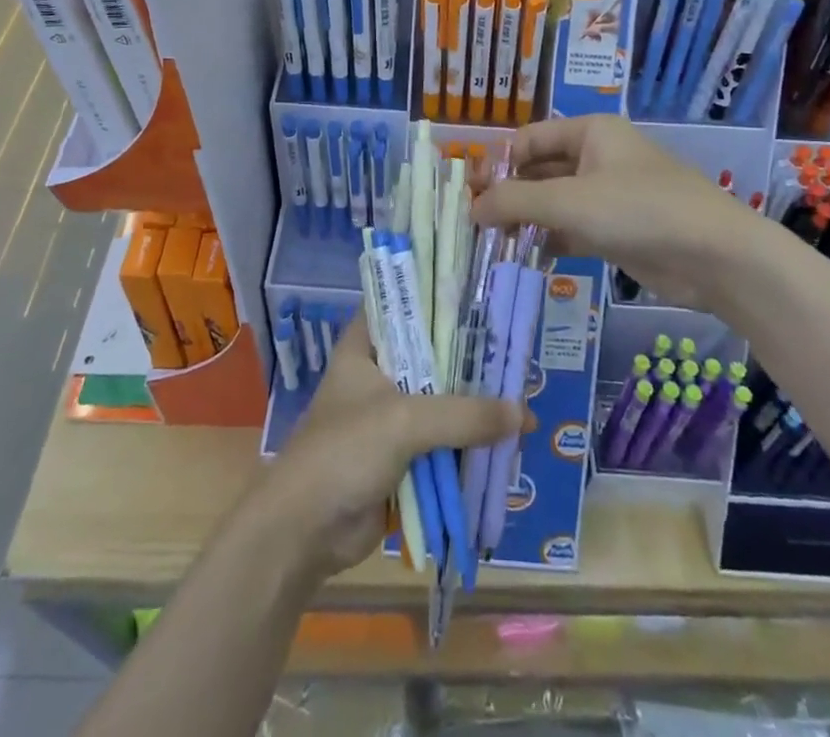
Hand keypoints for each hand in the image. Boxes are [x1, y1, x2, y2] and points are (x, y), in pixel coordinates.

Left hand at [253, 321, 520, 584]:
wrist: (305, 532)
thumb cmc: (344, 452)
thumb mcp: (405, 421)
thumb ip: (464, 415)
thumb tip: (525, 414)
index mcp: (364, 348)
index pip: (402, 306)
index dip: (437, 299)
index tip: (480, 297)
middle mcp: (377, 375)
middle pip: (431, 358)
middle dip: (469, 362)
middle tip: (514, 354)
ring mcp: (388, 418)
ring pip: (440, 403)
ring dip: (473, 408)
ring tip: (522, 399)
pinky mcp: (400, 458)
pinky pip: (441, 444)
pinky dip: (467, 445)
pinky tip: (504, 442)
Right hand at [472, 116, 762, 308]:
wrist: (715, 256)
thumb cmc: (639, 210)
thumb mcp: (569, 202)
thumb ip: (515, 202)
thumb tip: (471, 208)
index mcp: (589, 132)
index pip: (528, 140)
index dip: (497, 164)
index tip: (468, 194)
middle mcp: (597, 156)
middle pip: (540, 170)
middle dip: (509, 194)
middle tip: (475, 223)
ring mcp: (609, 194)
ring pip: (555, 202)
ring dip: (527, 220)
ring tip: (493, 244)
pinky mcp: (618, 229)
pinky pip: (572, 228)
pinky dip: (550, 239)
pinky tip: (526, 257)